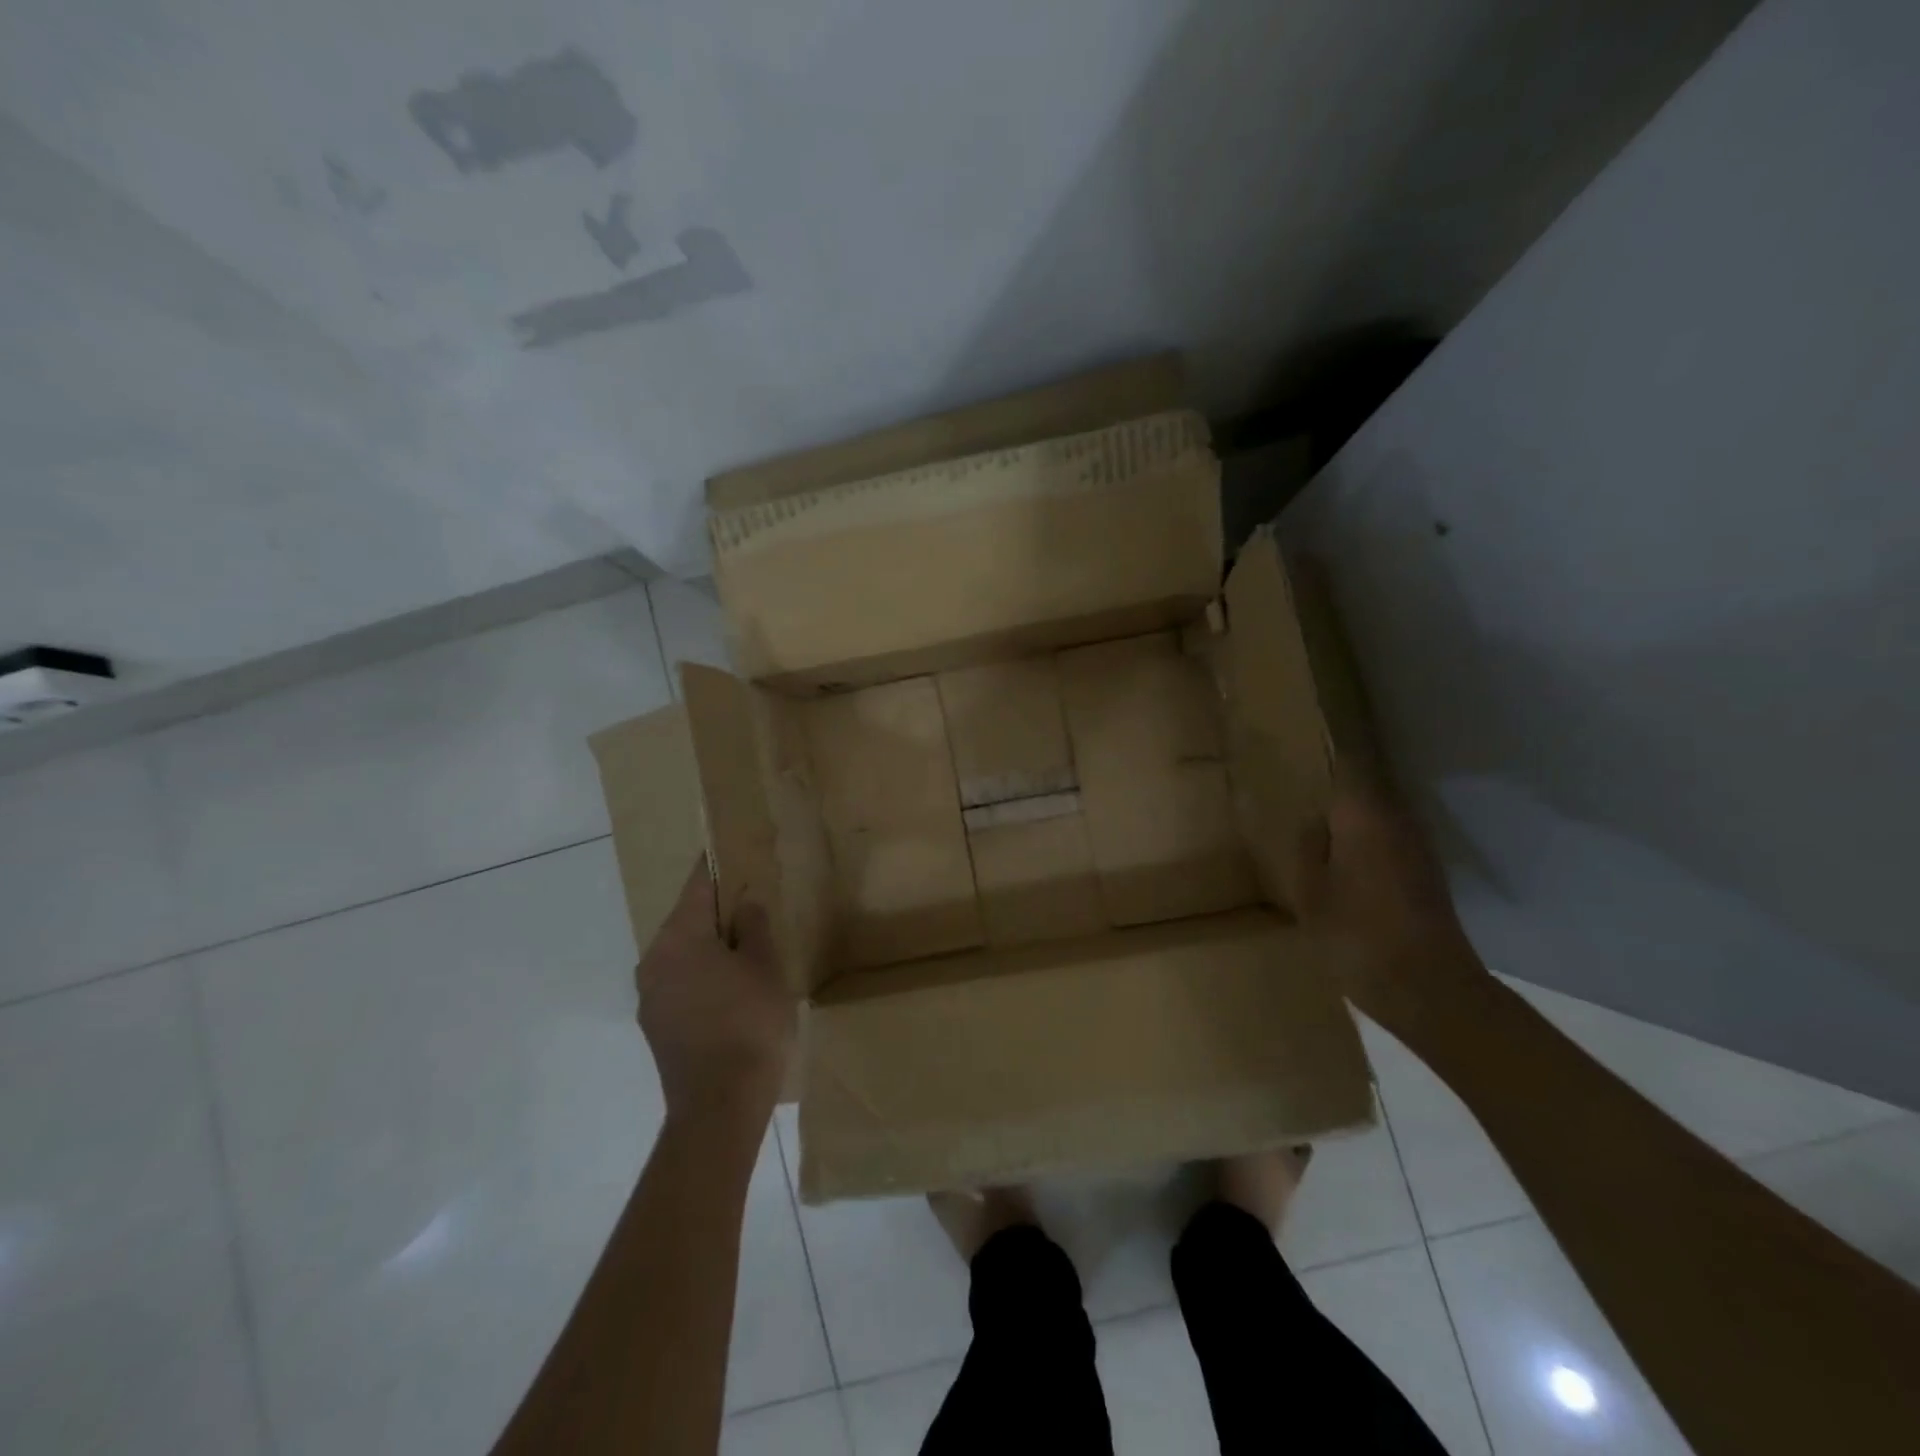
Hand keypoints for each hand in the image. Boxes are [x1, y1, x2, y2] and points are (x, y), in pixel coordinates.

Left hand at [637, 861, 794, 1122]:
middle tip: (753, 907)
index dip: (717, 866)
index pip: (698, 886)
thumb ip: (753, 926)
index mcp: (679, 938)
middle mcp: (654, 960)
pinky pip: (681, 982)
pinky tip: (732, 990)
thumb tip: (744, 904)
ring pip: (683, 954)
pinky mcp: (656, 1025)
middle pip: (688, 920)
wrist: (720, 1106)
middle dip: (718, 912)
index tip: (731, 851)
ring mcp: (650, 996)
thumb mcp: (764, 966)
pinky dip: (703, 975)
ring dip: (711, 947)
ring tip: (748, 951)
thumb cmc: (749, 1024)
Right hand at [1286, 765, 1484, 1021]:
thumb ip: (1306, 846)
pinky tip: (1339, 860)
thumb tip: (1312, 819)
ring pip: (1374, 815)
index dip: (1322, 749)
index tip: (1294, 745)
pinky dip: (1362, 841)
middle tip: (1293, 784)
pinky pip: (1385, 840)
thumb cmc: (1357, 935)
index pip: (1346, 761)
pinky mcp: (1424, 875)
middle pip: (1362, 786)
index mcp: (1365, 815)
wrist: (1429, 990)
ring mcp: (1416, 848)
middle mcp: (1397, 820)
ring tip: (1310, 819)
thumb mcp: (1310, 892)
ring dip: (1346, 814)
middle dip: (1331, 782)